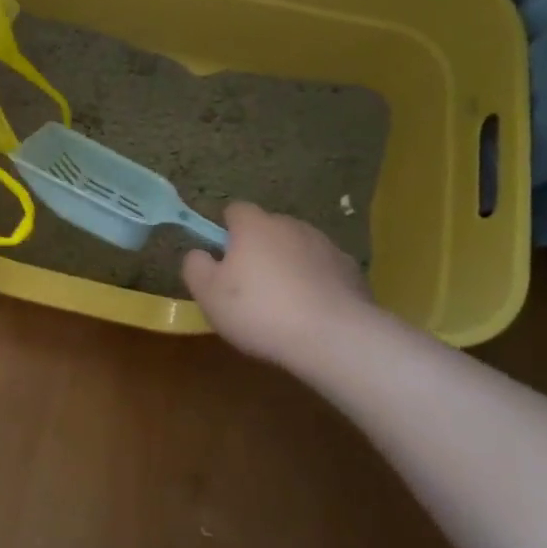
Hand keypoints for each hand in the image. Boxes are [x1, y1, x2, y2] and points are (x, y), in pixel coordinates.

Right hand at [182, 202, 373, 367]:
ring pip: (297, 248)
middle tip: (249, 286)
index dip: (225, 230)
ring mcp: (325, 245)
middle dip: (258, 249)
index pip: (235, 210)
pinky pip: (323, 270)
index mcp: (254, 225)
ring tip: (283, 303)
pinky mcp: (351, 270)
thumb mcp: (208, 294)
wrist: (333, 337)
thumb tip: (200, 253)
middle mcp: (291, 225)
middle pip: (267, 229)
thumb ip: (195, 266)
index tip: (222, 258)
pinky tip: (311, 312)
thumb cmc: (259, 311)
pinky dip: (315, 282)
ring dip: (288, 265)